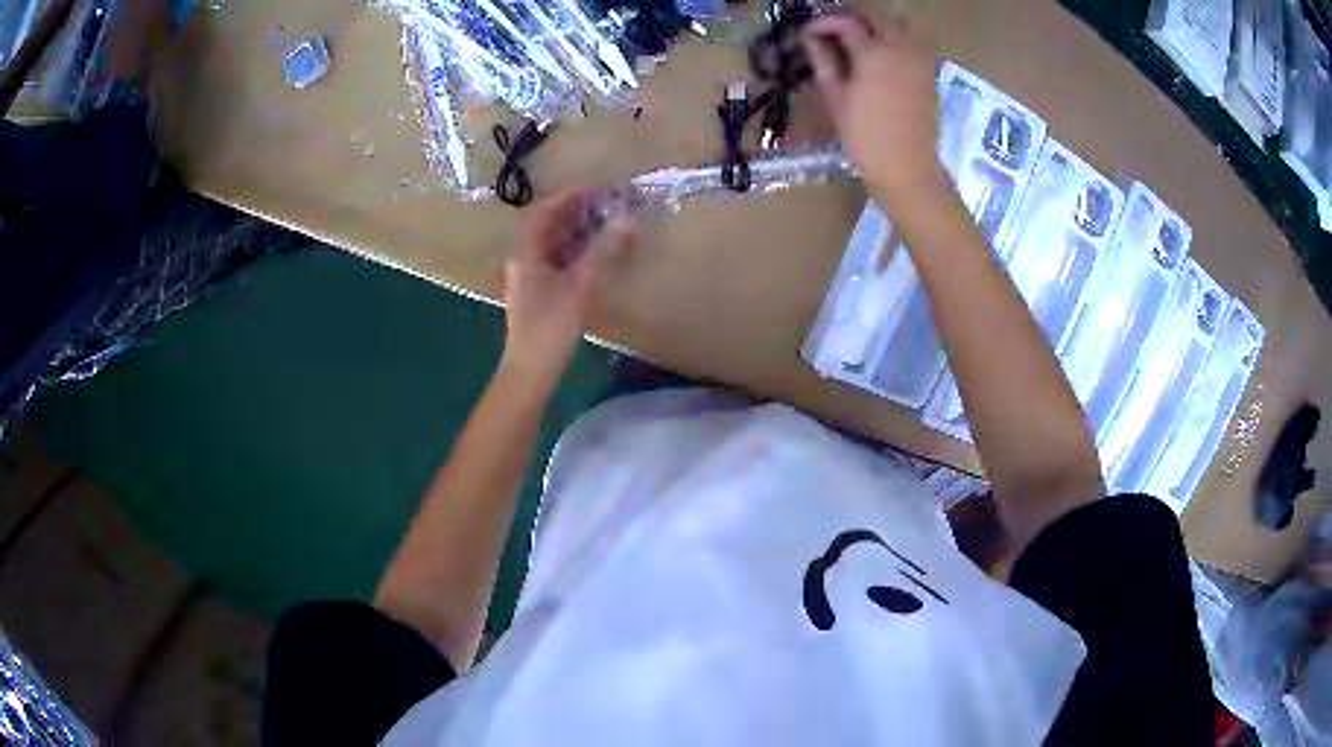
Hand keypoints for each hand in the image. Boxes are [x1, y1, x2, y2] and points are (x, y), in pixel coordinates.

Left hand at [501, 187, 633, 388]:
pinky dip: (577, 250)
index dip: (571, 196)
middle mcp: (524, 258)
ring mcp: (530, 276)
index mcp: (526, 251)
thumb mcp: (580, 285)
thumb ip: (603, 250)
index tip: (599, 189)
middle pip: (549, 225)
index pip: (545, 211)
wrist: (531, 370)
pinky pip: (558, 260)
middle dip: (577, 211)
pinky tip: (597, 252)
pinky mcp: (540, 292)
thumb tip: (628, 219)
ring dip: (578, 230)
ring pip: (554, 243)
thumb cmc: (550, 326)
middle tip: (608, 203)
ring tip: (607, 222)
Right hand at [802, 13, 949, 210]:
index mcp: (873, 53)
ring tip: (862, 37)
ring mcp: (920, 58)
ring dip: (880, 22)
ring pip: (902, 22)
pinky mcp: (929, 71)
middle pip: (876, 15)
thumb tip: (812, 38)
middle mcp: (900, 48)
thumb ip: (824, 61)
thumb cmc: (865, 137)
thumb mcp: (836, 97)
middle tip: (833, 31)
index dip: (823, 23)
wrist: (907, 168)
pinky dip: (899, 35)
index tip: (807, 33)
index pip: (846, 22)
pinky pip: (916, 39)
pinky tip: (883, 51)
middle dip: (852, 17)